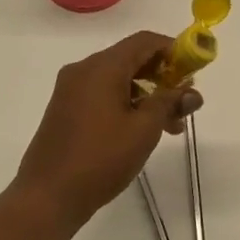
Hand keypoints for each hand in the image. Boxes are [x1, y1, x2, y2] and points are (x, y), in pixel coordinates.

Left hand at [13, 32, 202, 231]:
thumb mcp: (144, 129)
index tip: (193, 69)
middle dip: (162, 76)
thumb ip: (169, 103)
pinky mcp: (65, 109)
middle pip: (131, 58)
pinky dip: (126, 102)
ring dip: (146, 94)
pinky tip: (141, 129)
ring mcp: (71, 89)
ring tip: (169, 125)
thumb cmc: (100, 159)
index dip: (173, 50)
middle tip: (184, 102)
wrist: (46, 198)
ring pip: (118, 78)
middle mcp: (84, 69)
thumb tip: (192, 92)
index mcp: (102, 67)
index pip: (144, 41)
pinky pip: (102, 93)